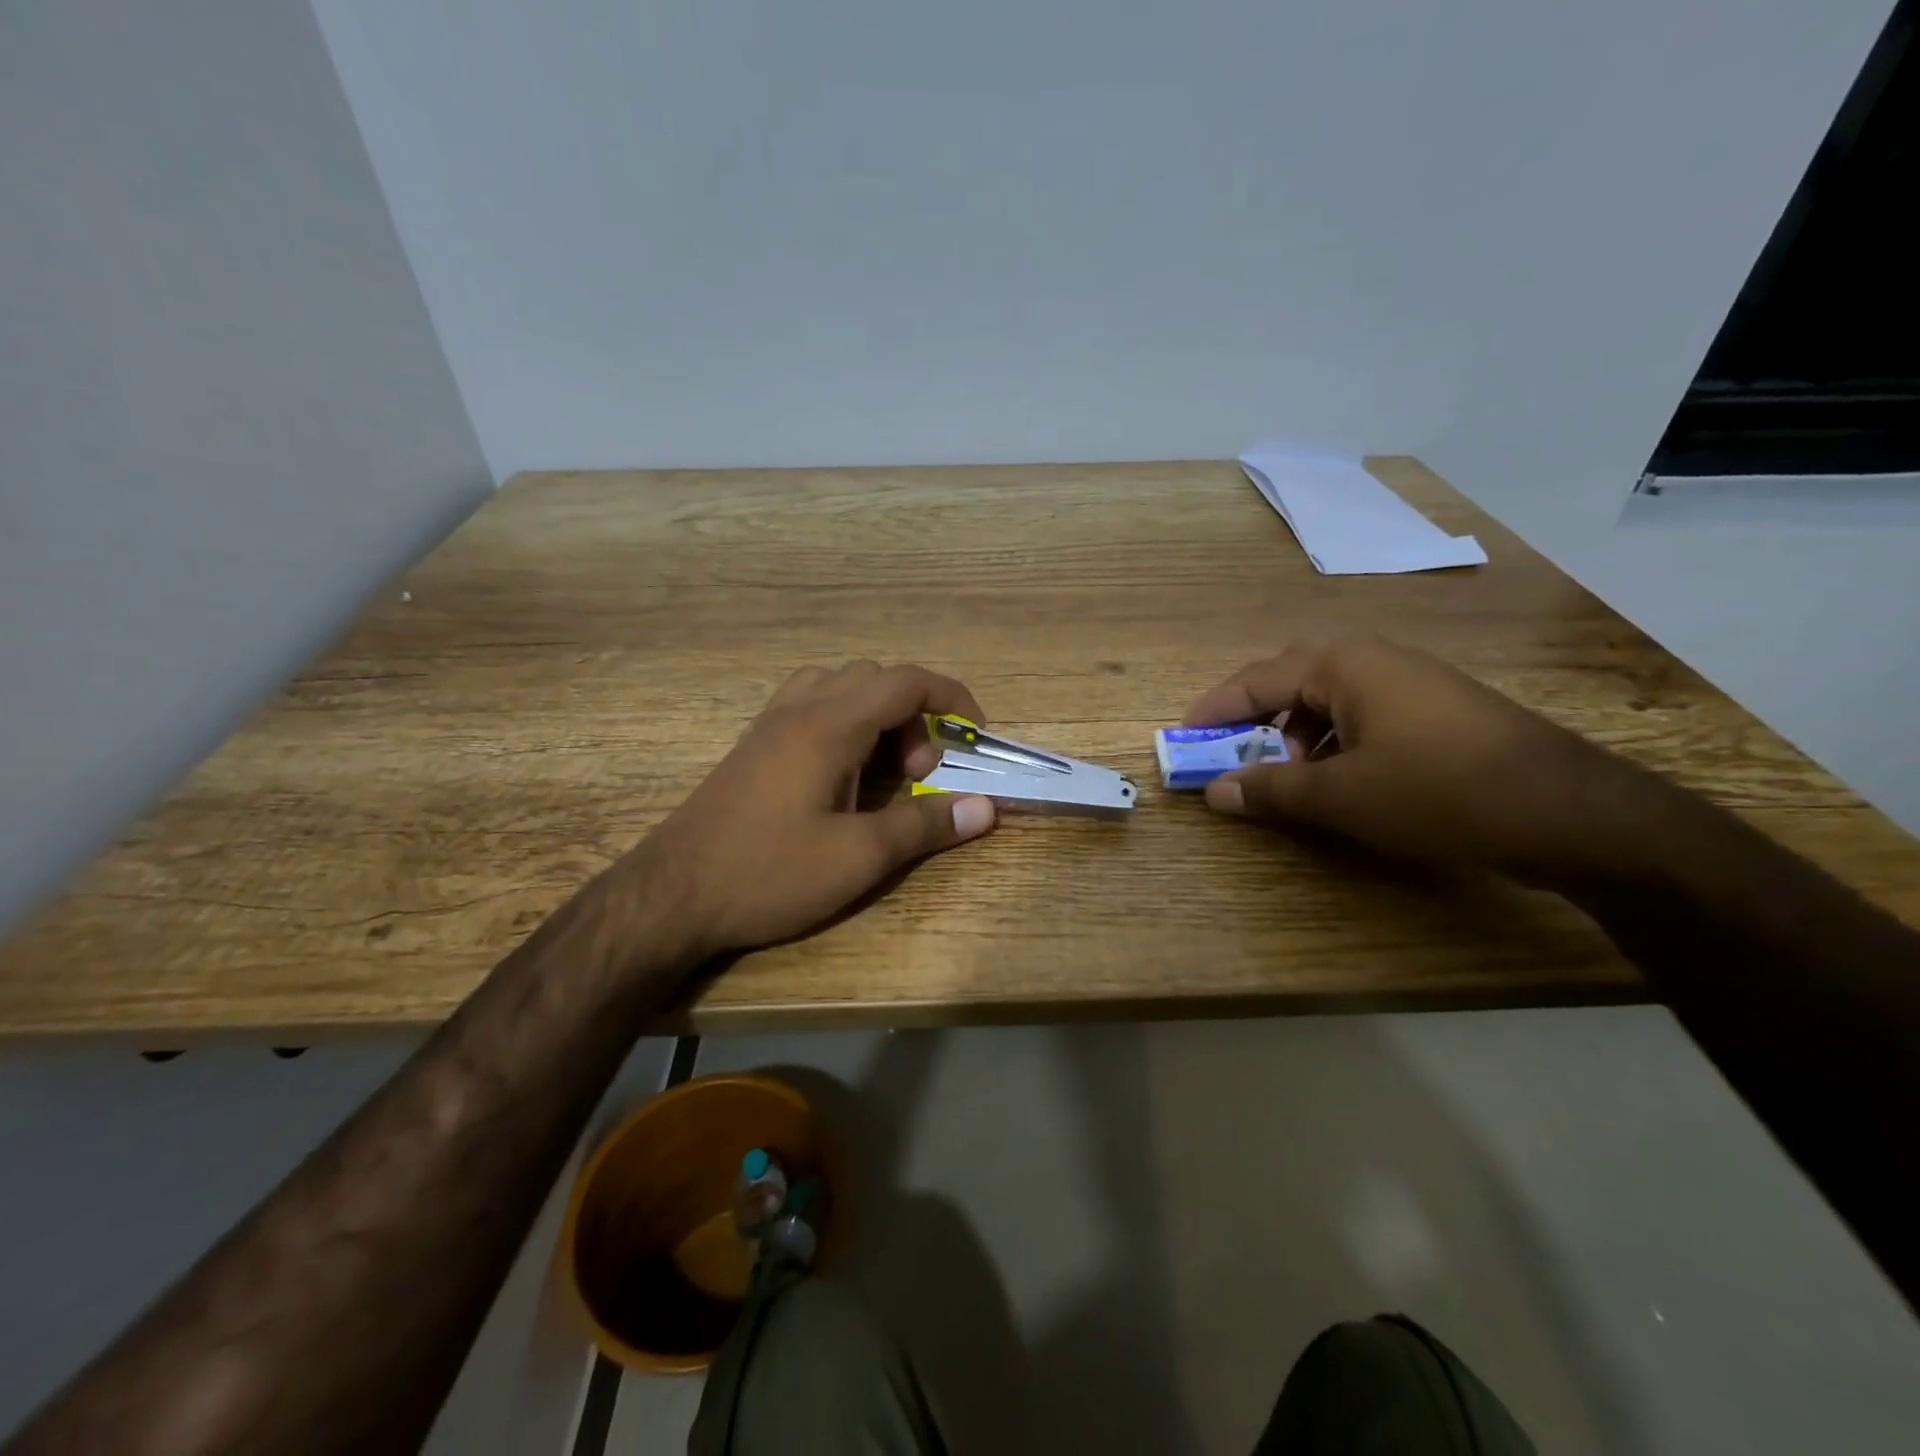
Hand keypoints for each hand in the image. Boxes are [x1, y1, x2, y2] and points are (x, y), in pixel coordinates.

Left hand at [641, 661, 996, 960]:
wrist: (670, 895)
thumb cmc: (767, 872)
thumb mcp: (857, 858)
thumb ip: (924, 827)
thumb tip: (986, 808)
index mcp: (829, 725)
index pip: (905, 681)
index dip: (950, 697)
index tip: (975, 733)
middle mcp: (800, 709)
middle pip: (875, 679)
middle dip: (914, 716)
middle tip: (919, 775)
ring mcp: (771, 725)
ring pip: (840, 688)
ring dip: (877, 717)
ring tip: (883, 774)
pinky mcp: (754, 746)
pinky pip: (812, 707)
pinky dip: (845, 724)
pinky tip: (842, 778)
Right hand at [1184, 638, 1656, 880]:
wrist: (1571, 812)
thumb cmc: (1437, 791)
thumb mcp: (1341, 796)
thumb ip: (1270, 790)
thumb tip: (1216, 793)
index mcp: (1343, 665)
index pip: (1256, 679)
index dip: (1215, 710)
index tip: (1183, 737)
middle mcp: (1376, 660)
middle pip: (1292, 682)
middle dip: (1256, 720)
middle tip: (1232, 756)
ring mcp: (1414, 682)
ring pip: (1330, 700)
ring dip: (1298, 736)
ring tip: (1293, 778)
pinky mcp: (1441, 710)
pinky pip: (1365, 715)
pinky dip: (1337, 742)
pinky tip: (1346, 779)